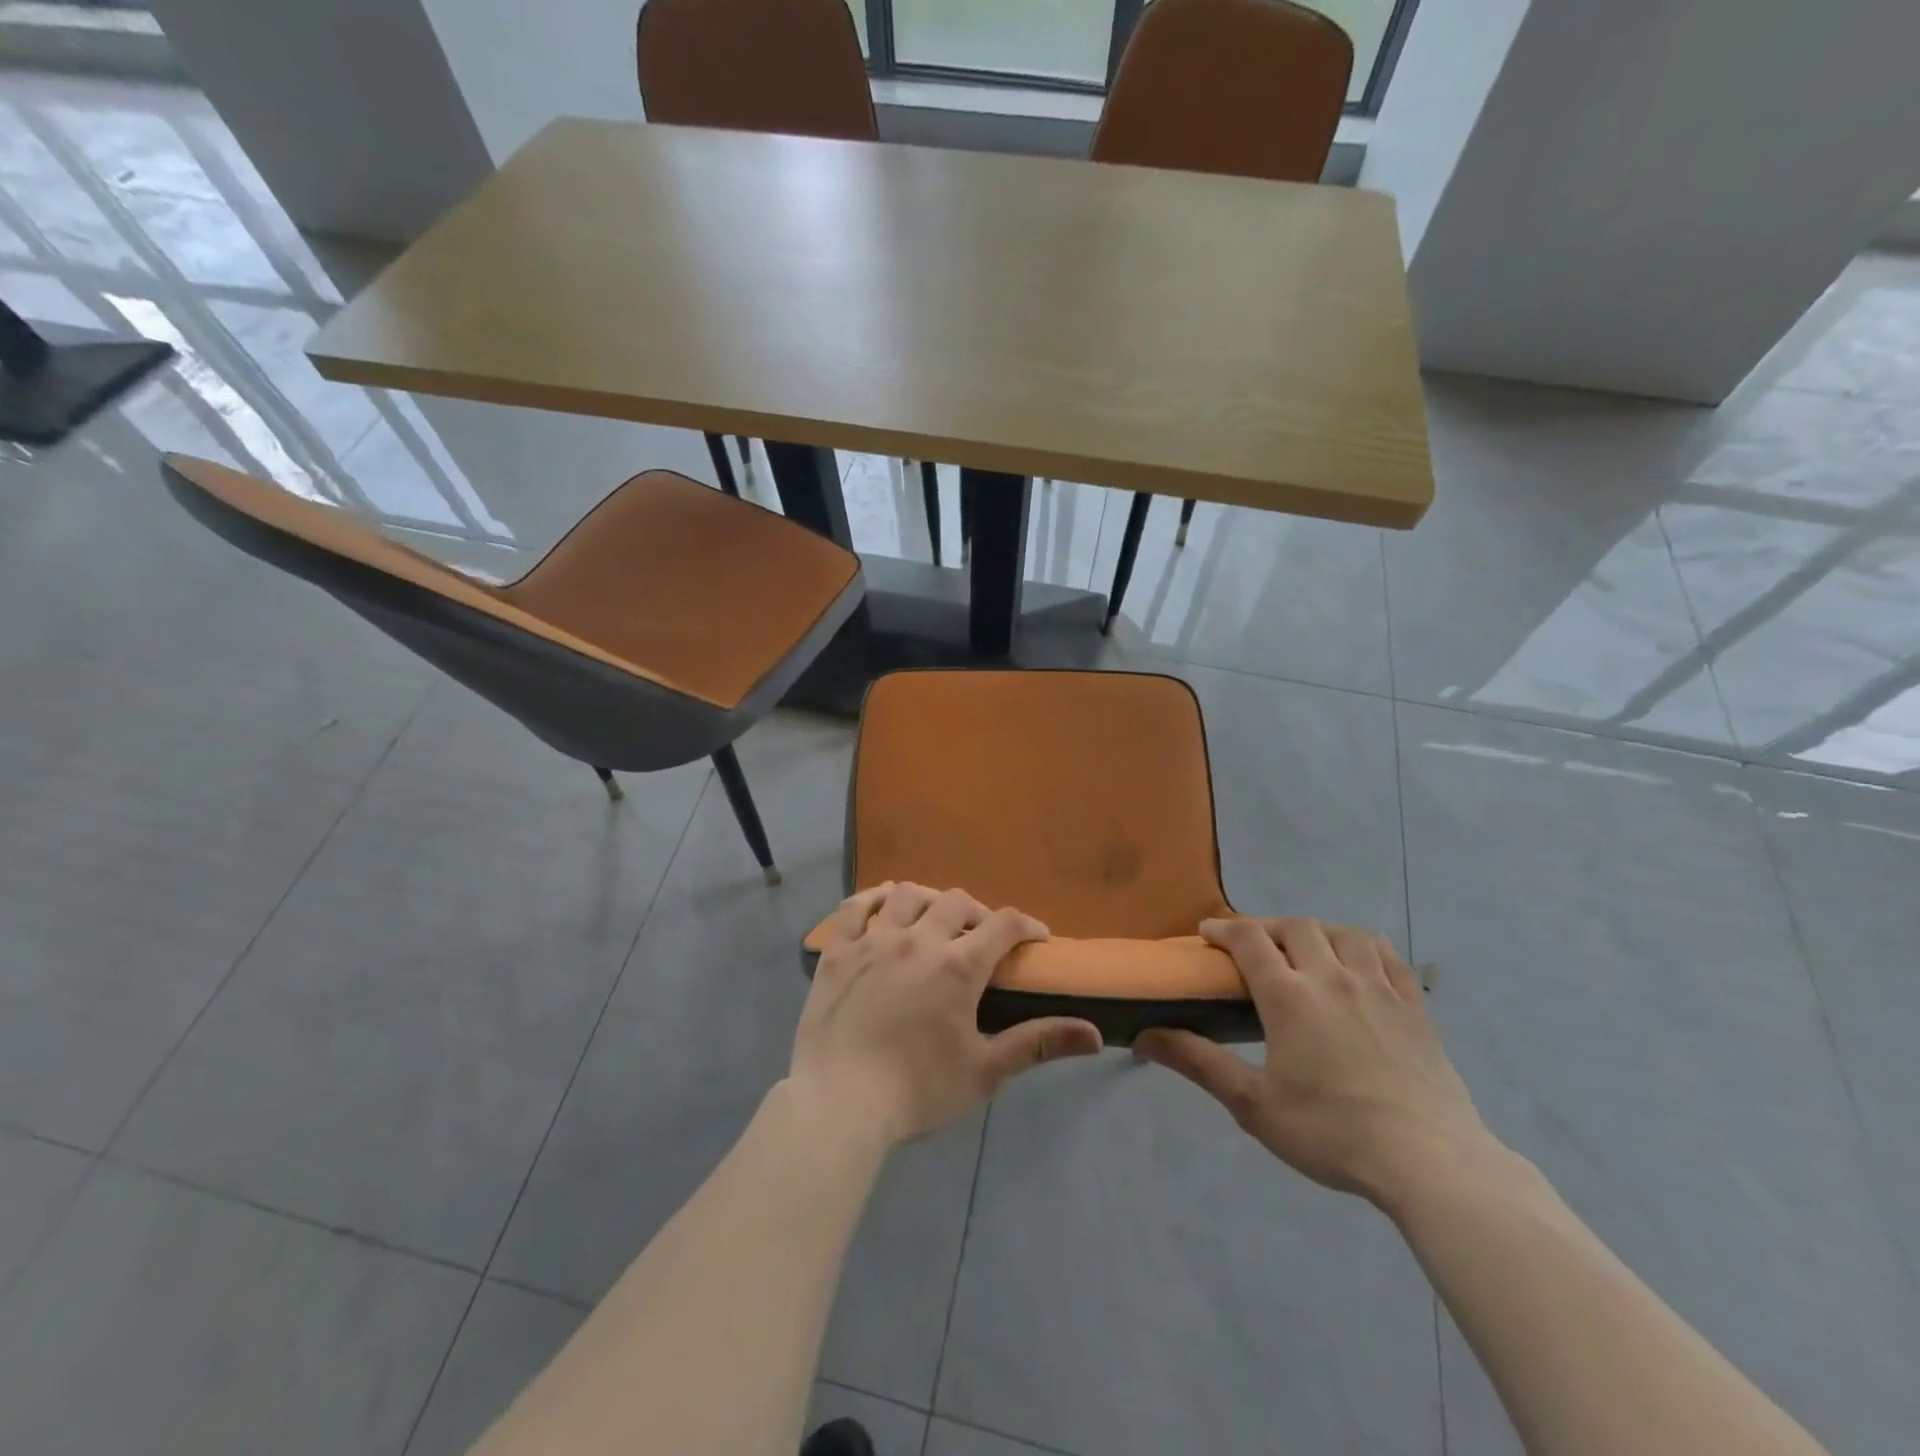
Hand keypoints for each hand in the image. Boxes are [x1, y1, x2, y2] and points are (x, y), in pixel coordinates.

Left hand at [789, 883, 1103, 1145]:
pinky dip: (874, 897)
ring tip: (935, 919)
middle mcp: (917, 940)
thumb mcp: (985, 1072)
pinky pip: (855, 907)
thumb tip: (1095, 1035)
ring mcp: (873, 941)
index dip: (1026, 924)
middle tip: (982, 936)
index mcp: (957, 967)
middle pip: (956, 902)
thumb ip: (1037, 1044)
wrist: (839, 1104)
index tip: (1036, 936)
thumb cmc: (917, 1091)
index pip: (1003, 925)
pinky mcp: (837, 951)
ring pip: (908, 895)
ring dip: (930, 899)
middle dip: (978, 912)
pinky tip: (885, 902)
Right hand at [1135, 917, 1489, 1209]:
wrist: (1428, 1162)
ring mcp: (1379, 988)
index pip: (1249, 939)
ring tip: (1306, 951)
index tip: (1207, 933)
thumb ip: (1198, 1062)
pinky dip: (1364, 947)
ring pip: (1344, 932)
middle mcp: (1332, 977)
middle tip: (1253, 947)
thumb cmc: (1331, 1132)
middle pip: (1296, 926)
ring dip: (1317, 932)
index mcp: (1289, 996)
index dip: (1224, 928)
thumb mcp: (1252, 1104)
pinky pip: (1388, 956)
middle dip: (1267, 927)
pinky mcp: (1415, 1007)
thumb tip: (1144, 1036)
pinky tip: (1359, 965)